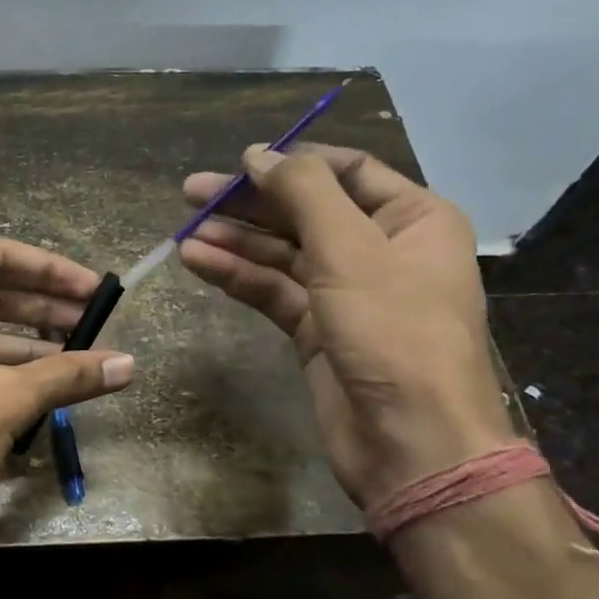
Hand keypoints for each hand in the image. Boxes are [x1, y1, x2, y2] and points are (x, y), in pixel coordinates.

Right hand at [179, 144, 511, 508]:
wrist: (410, 442)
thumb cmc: (394, 332)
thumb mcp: (351, 250)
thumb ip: (304, 194)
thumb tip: (257, 156)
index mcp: (413, 219)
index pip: (347, 171)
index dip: (292, 164)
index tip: (239, 162)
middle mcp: (381, 250)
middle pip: (306, 212)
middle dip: (250, 203)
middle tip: (191, 194)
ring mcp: (347, 293)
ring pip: (283, 254)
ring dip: (236, 241)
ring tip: (185, 232)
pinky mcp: (317, 330)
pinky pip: (273, 292)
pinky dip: (238, 277)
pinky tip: (198, 263)